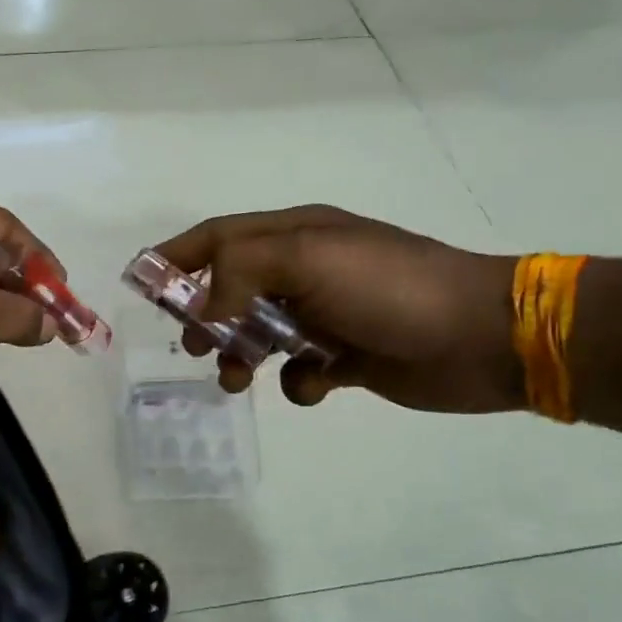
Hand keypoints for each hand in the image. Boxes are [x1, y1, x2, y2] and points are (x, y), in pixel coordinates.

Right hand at [154, 206, 520, 411]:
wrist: (480, 336)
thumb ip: (241, 271)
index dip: (177, 256)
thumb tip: (204, 307)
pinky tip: (314, 385)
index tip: (141, 283)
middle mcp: (305, 270)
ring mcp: (326, 314)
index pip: (219, 237)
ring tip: (236, 379)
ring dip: (240, 355)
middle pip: (232, 288)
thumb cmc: (389, 287)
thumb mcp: (308, 257)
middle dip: (205, 316)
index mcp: (295, 235)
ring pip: (260, 333)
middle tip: (195, 345)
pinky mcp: (346, 356)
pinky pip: (300, 370)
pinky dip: (296, 382)